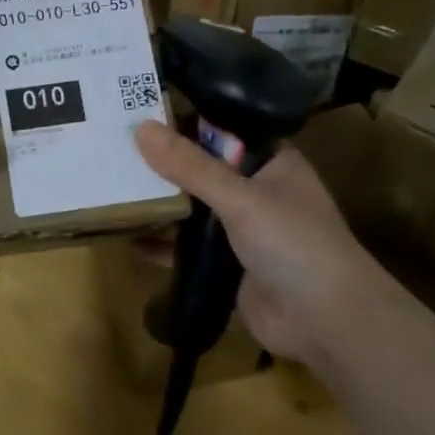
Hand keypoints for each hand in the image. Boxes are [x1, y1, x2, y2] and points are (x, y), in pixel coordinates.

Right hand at [133, 119, 401, 367]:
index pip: (220, 130)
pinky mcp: (226, 265)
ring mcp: (240, 230)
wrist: (328, 323)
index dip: (182, 121)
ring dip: (157, 203)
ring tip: (106, 186)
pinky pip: (185, 247)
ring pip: (190, 208)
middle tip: (107, 147)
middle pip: (200, 169)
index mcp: (270, 162)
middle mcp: (255, 190)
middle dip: (160, 164)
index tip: (135, 111)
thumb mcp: (240, 198)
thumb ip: (190, 166)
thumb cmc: (294, 244)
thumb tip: (140, 128)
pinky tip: (122, 236)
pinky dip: (159, 242)